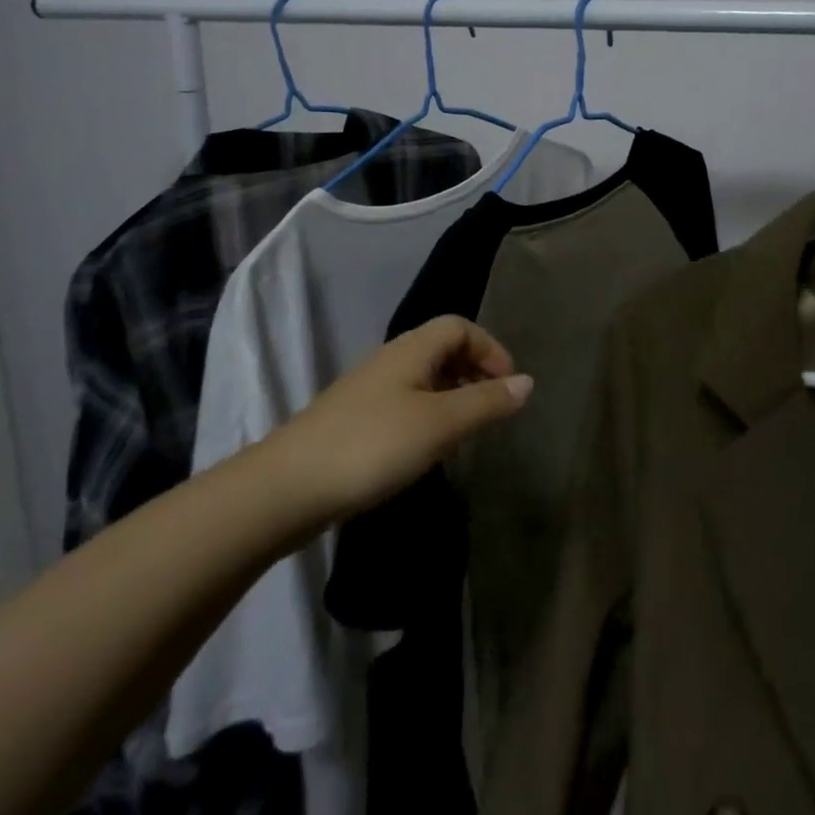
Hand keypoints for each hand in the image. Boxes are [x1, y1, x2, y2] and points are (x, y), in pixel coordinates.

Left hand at [275, 316, 532, 517]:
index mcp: (411, 350)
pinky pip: (404, 403)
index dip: (490, 349)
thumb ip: (486, 403)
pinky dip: (428, 416)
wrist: (286, 488)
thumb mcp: (440, 424)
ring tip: (467, 432)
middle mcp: (390, 360)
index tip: (509, 386)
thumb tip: (528, 382)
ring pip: (423, 378)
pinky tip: (427, 450)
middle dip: (474, 371)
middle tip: (492, 408)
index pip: (459, 326)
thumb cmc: (372, 446)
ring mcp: (368, 390)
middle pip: (441, 349)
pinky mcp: (354, 421)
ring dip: (452, 396)